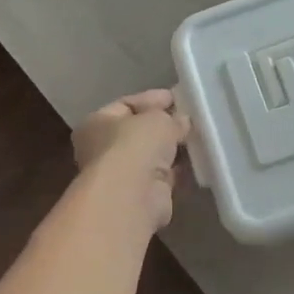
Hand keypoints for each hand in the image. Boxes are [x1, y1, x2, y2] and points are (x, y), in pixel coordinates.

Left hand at [72, 90, 189, 230]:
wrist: (132, 196)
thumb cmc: (135, 145)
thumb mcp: (158, 119)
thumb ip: (172, 117)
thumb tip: (182, 121)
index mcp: (96, 123)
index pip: (126, 105)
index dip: (152, 99)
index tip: (178, 97)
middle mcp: (103, 149)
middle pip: (138, 132)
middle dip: (164, 125)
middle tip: (190, 118)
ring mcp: (121, 174)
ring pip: (152, 155)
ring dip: (172, 148)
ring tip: (198, 137)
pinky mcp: (141, 195)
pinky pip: (163, 175)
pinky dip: (177, 168)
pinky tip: (196, 159)